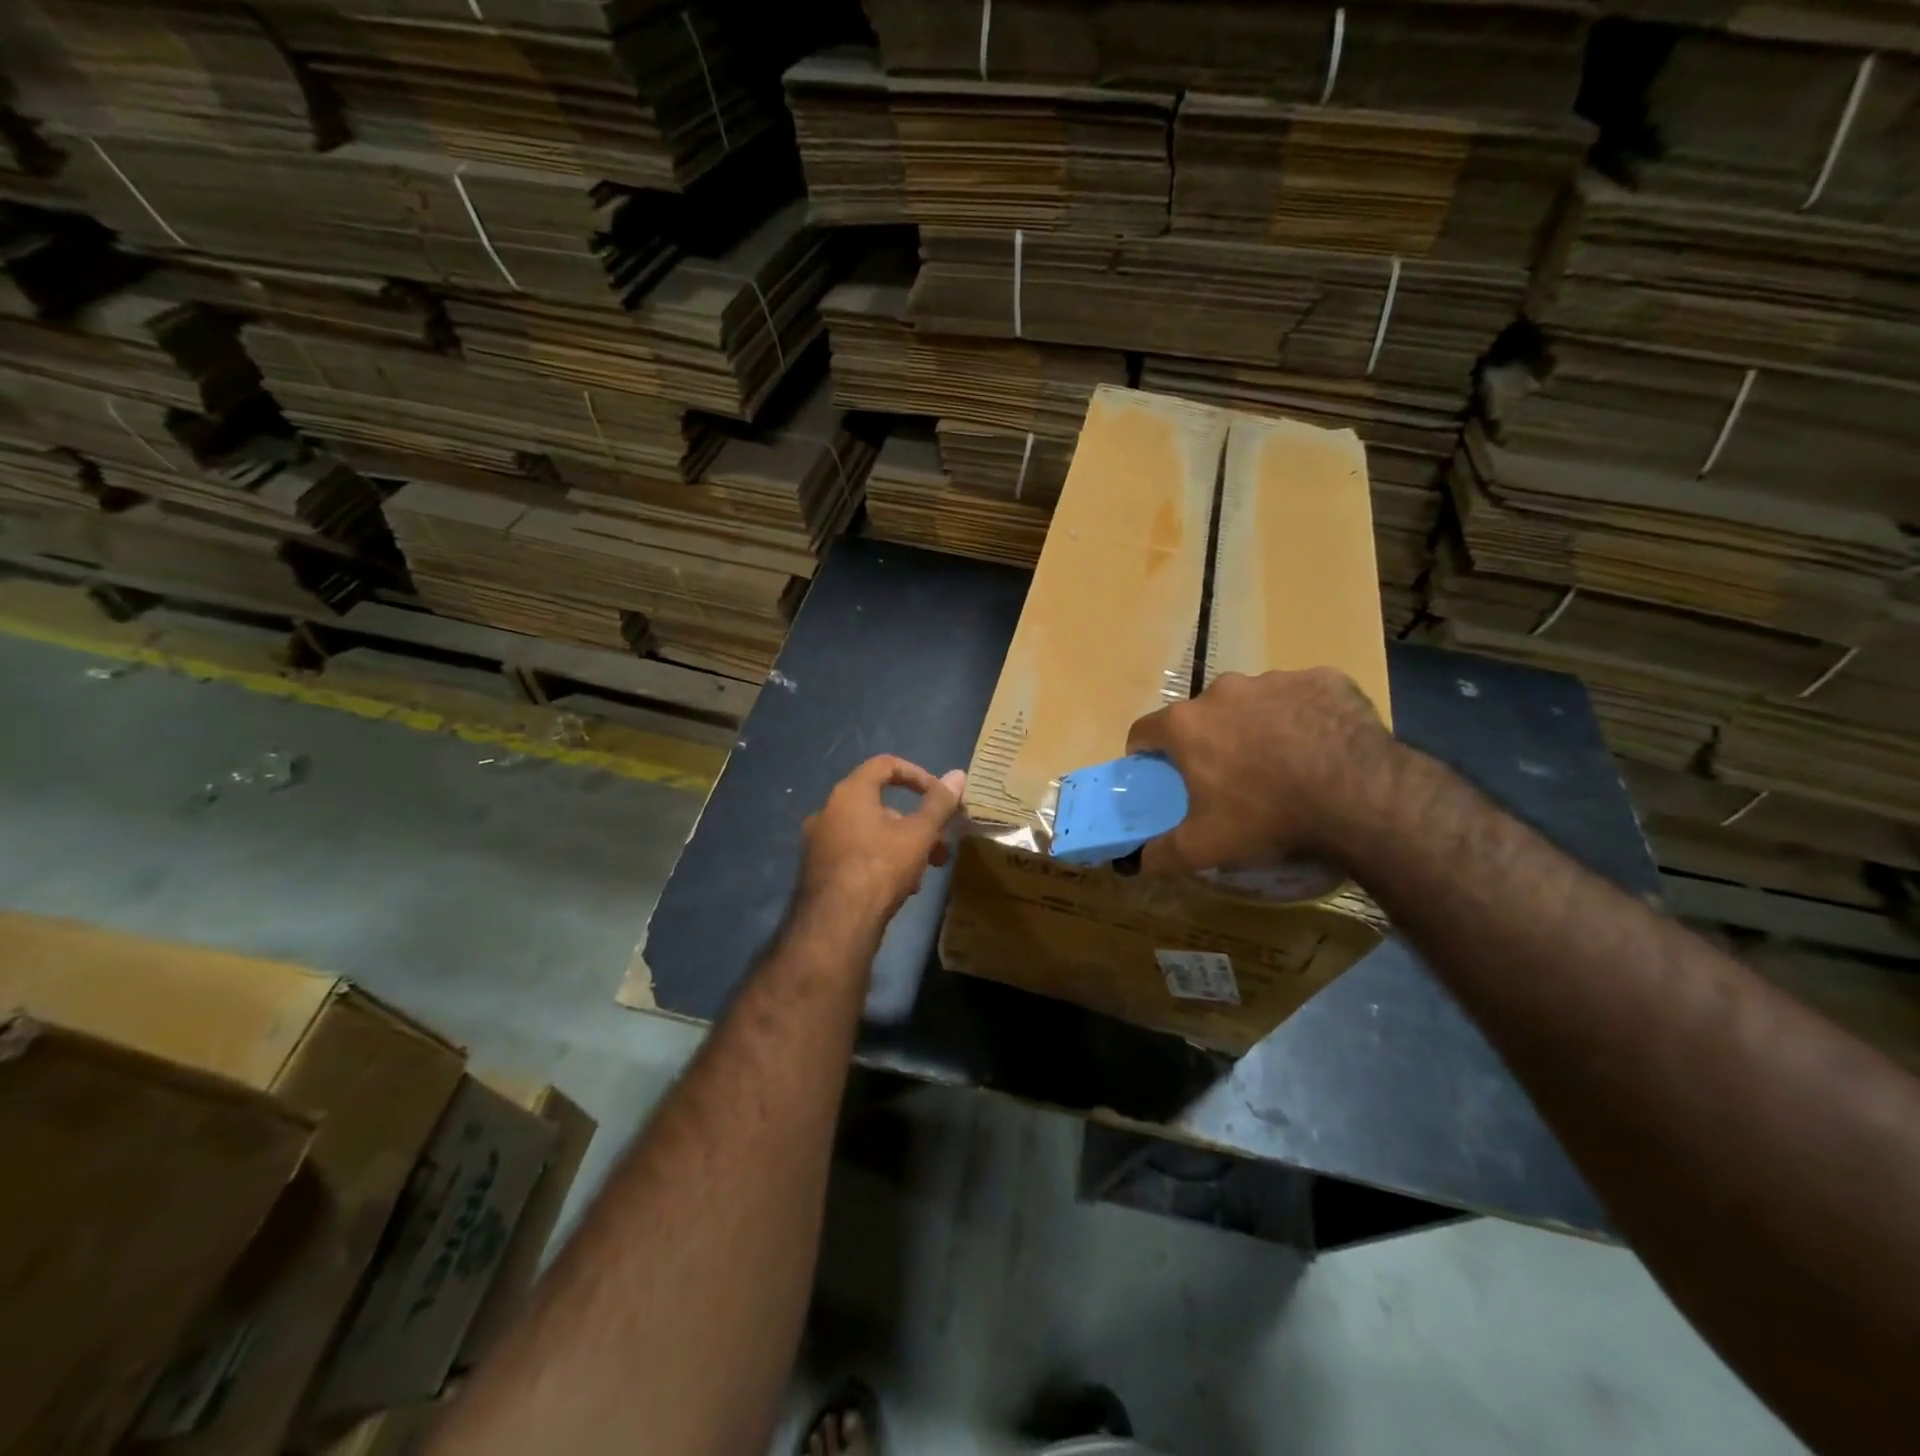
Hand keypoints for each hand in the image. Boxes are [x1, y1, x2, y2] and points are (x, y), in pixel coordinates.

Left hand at [799, 755, 967, 923]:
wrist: (835, 924)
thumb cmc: (880, 867)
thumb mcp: (919, 834)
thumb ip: (939, 804)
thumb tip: (958, 775)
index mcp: (850, 793)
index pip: (885, 765)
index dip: (917, 775)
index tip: (938, 796)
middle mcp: (828, 811)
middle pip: (880, 804)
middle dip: (915, 823)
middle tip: (939, 846)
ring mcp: (819, 842)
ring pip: (869, 833)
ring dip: (901, 845)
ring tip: (924, 873)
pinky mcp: (817, 870)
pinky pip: (855, 854)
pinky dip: (880, 861)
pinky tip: (900, 889)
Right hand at [1125, 667, 1393, 873]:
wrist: (1360, 796)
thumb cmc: (1268, 817)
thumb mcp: (1205, 848)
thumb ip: (1162, 853)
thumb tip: (1140, 861)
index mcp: (1186, 724)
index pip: (1144, 731)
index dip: (1146, 754)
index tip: (1160, 774)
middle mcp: (1224, 690)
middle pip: (1202, 715)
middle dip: (1209, 740)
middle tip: (1229, 777)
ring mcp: (1275, 679)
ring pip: (1253, 702)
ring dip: (1257, 726)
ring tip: (1282, 764)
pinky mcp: (1323, 679)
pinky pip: (1302, 696)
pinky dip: (1303, 717)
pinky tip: (1321, 748)